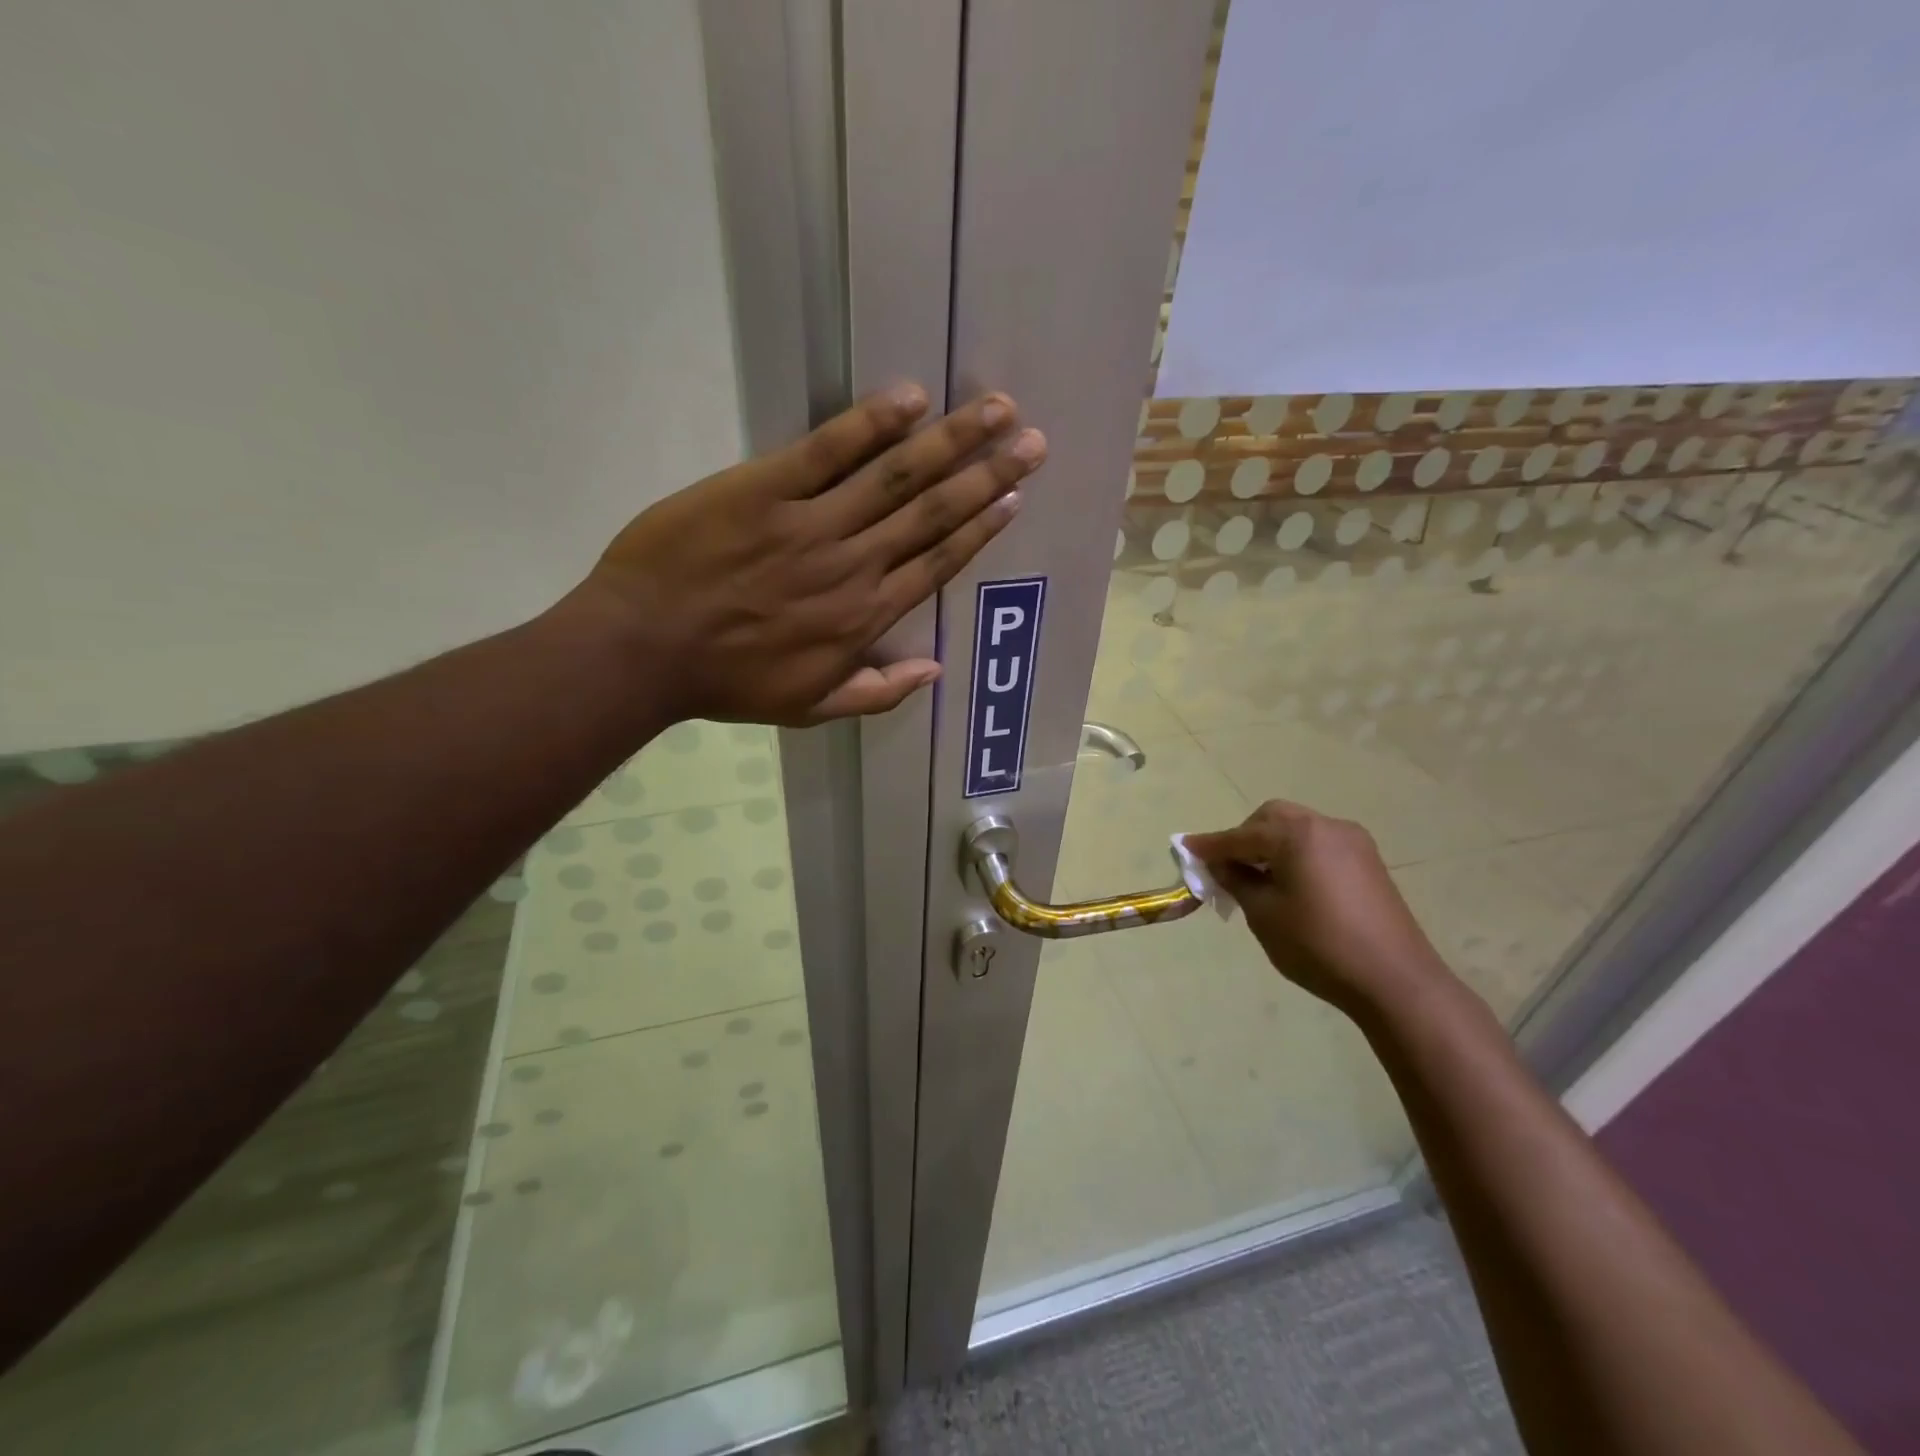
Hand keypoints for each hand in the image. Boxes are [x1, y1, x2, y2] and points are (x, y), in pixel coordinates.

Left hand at [572, 384, 1043, 725]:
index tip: (1013, 498)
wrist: (645, 649)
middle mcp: (854, 565)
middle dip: (987, 475)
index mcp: (865, 617)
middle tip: (1032, 441)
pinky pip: (827, 451)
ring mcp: (811, 524)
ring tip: (997, 410)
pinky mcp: (764, 489)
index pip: (937, 564)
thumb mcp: (809, 708)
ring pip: (896, 476)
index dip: (980, 529)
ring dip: (951, 441)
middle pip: (933, 513)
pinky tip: (911, 399)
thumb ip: (876, 692)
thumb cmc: (728, 682)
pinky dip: (871, 424)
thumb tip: (934, 671)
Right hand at [1185, 800, 1455, 1015]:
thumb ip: (1236, 880)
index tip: (1184, 848)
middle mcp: (1326, 825)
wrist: (1395, 980)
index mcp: (1297, 834)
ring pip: (1297, 829)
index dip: (1210, 845)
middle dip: (1244, 838)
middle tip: (1226, 867)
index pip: (1241, 835)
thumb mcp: (1263, 914)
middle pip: (1272, 819)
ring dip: (1271, 845)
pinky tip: (1289, 883)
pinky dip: (1296, 854)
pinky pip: (1318, 844)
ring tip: (1256, 878)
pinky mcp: (1368, 862)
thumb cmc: (1318, 945)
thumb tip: (1219, 864)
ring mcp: (1352, 842)